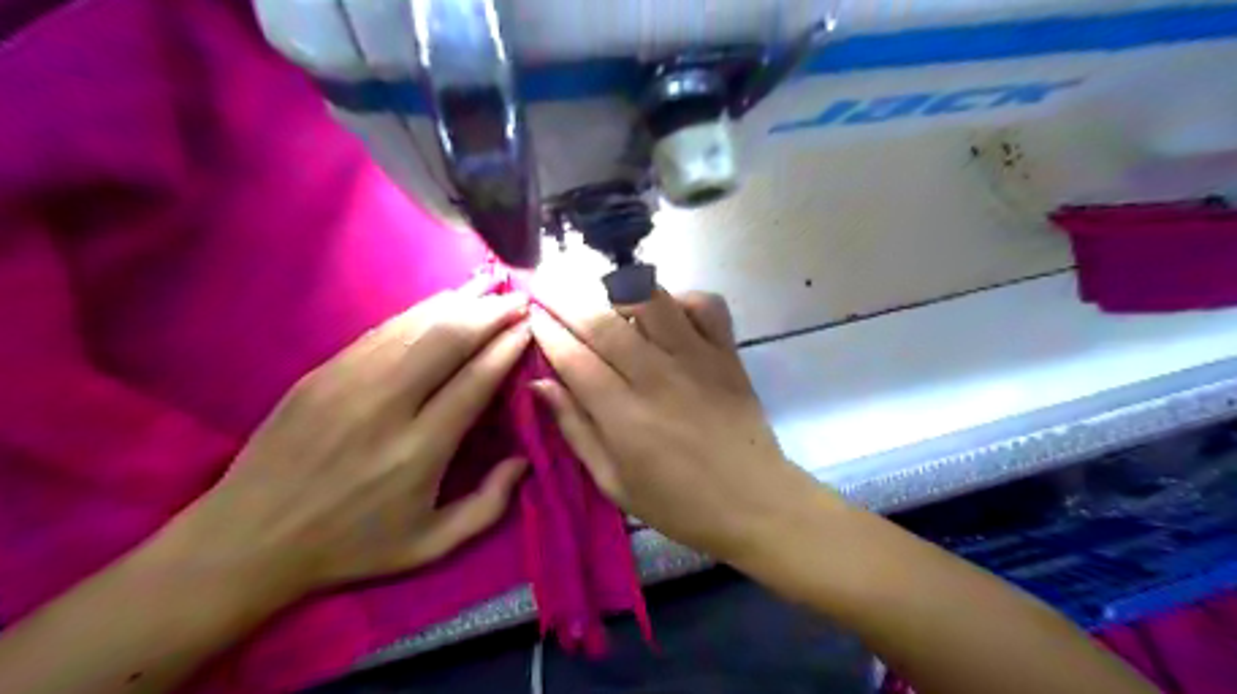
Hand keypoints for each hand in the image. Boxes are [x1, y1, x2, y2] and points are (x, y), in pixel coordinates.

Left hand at [176, 283, 530, 600]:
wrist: (246, 541)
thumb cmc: (350, 547)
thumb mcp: (430, 545)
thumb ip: (488, 505)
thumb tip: (523, 460)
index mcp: (420, 449)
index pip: (476, 380)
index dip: (507, 347)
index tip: (530, 326)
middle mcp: (387, 405)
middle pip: (448, 339)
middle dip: (491, 313)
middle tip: (519, 298)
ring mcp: (348, 382)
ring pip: (414, 326)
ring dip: (458, 302)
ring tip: (488, 287)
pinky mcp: (321, 373)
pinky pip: (381, 331)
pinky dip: (418, 312)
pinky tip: (440, 302)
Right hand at [525, 289, 819, 562]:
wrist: (754, 502)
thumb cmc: (678, 503)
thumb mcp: (613, 482)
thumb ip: (575, 429)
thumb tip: (539, 384)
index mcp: (624, 416)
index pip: (573, 357)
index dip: (546, 330)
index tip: (530, 312)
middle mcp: (657, 377)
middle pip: (603, 321)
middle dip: (566, 297)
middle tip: (545, 282)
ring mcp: (697, 358)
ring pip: (651, 300)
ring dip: (618, 288)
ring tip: (599, 290)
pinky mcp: (727, 352)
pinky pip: (705, 304)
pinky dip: (681, 297)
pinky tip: (666, 310)